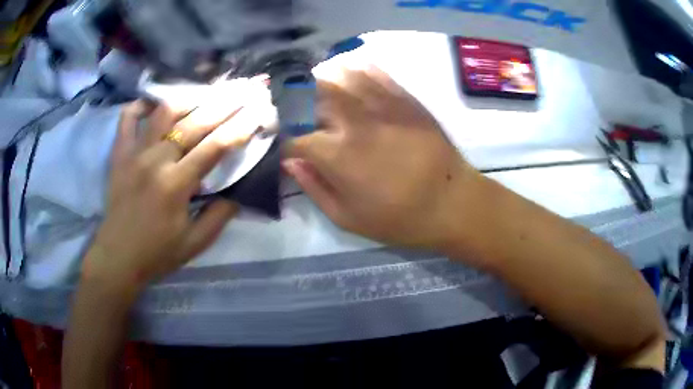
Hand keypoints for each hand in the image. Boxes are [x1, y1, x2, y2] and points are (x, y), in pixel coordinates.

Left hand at [82, 98, 252, 292]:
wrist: (117, 257)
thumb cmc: (157, 254)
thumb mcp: (196, 243)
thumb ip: (220, 214)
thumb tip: (239, 190)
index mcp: (176, 185)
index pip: (215, 146)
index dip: (241, 126)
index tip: (259, 111)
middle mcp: (155, 160)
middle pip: (194, 122)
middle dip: (225, 104)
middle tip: (245, 90)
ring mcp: (134, 153)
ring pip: (164, 112)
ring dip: (189, 99)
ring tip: (207, 94)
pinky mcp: (119, 153)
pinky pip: (128, 118)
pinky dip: (142, 105)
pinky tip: (156, 104)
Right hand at [284, 65, 481, 249]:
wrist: (452, 202)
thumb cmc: (399, 218)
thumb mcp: (347, 218)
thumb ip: (314, 187)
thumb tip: (290, 163)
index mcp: (337, 155)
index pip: (296, 138)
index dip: (285, 141)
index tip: (286, 145)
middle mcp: (354, 122)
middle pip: (313, 98)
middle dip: (296, 100)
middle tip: (293, 106)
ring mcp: (382, 106)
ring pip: (342, 78)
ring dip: (323, 79)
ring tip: (316, 84)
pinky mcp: (405, 100)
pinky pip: (376, 75)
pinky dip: (357, 71)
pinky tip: (351, 73)